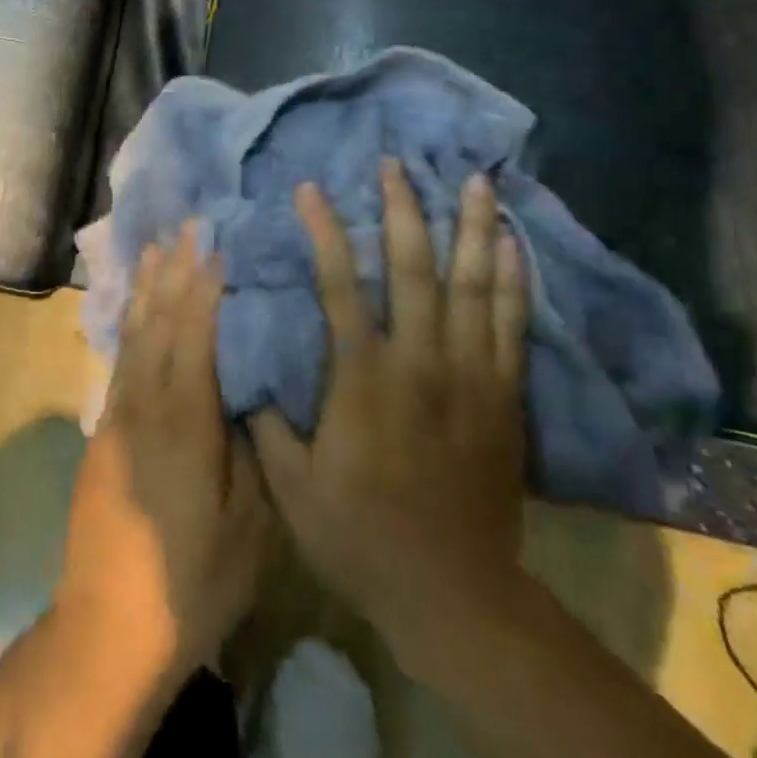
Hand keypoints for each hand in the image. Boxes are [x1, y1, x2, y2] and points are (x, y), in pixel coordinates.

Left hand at [54, 222, 270, 679]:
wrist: (109, 628)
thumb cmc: (193, 581)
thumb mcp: (249, 526)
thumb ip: (253, 448)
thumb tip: (254, 389)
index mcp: (184, 421)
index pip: (194, 333)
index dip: (205, 285)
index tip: (217, 244)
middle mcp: (144, 405)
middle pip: (158, 321)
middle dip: (174, 270)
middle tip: (187, 226)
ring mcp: (117, 417)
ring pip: (133, 334)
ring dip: (145, 287)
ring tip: (155, 247)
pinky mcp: (103, 432)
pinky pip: (121, 358)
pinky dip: (130, 322)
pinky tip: (135, 309)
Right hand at [251, 162, 530, 673]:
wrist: (454, 593)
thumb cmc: (360, 535)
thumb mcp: (291, 485)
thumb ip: (267, 420)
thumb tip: (244, 367)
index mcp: (362, 377)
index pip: (338, 284)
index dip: (323, 231)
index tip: (310, 189)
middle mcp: (419, 361)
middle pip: (412, 267)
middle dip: (402, 209)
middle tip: (396, 164)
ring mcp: (468, 375)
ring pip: (472, 285)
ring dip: (469, 228)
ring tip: (473, 179)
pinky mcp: (502, 395)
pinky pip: (511, 324)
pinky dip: (512, 280)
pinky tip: (510, 244)